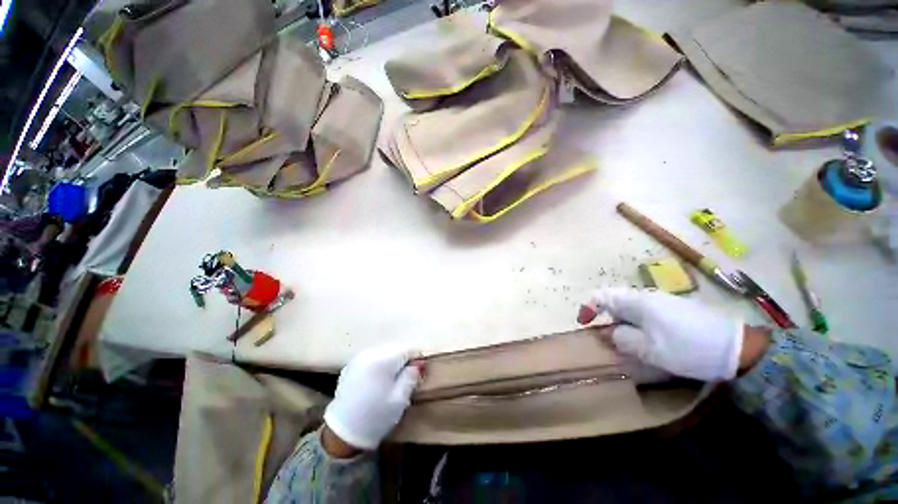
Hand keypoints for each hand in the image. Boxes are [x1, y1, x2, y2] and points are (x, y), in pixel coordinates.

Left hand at [323, 346, 421, 452]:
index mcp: (383, 359)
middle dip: (404, 359)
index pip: (409, 348)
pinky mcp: (352, 365)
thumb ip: (412, 376)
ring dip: (392, 361)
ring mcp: (359, 358)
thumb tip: (419, 362)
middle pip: (396, 348)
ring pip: (384, 352)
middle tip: (407, 378)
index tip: (419, 372)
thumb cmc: (376, 416)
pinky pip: (373, 358)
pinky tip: (378, 381)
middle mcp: (371, 353)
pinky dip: (379, 365)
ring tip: (392, 381)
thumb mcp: (400, 399)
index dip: (417, 359)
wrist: (342, 433)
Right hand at [579, 287, 766, 381]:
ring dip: (621, 323)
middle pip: (614, 302)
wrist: (737, 348)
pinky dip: (637, 326)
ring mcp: (661, 303)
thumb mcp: (649, 349)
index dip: (588, 308)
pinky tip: (647, 341)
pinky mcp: (674, 311)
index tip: (585, 324)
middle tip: (607, 339)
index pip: (601, 296)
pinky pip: (645, 314)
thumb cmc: (687, 348)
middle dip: (605, 318)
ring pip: (629, 309)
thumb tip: (608, 332)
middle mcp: (646, 297)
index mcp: (636, 302)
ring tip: (627, 344)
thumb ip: (621, 339)